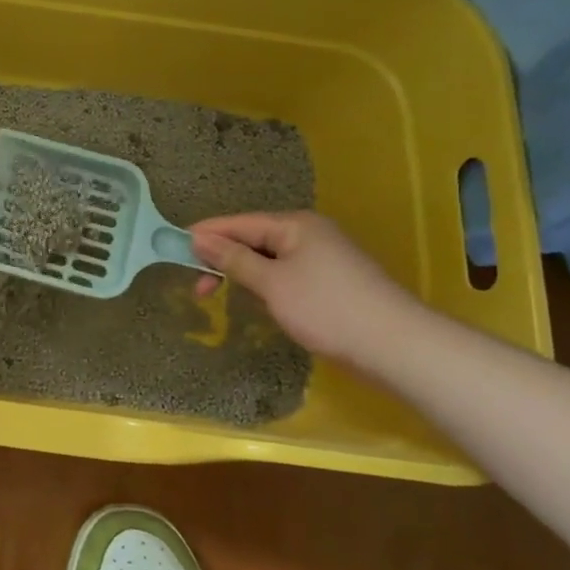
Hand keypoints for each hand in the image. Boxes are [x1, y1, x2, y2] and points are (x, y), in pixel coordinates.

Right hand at [189, 210, 420, 365]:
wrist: (395, 346)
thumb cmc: (326, 308)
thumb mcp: (271, 283)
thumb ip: (234, 259)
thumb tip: (200, 238)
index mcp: (295, 225)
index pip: (240, 222)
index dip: (207, 234)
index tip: (174, 246)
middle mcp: (310, 234)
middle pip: (254, 239)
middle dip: (223, 259)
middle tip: (197, 288)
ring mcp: (324, 258)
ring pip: (269, 259)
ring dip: (244, 274)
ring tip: (221, 295)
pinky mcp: (332, 283)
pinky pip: (286, 275)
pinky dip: (266, 285)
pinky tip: (259, 302)